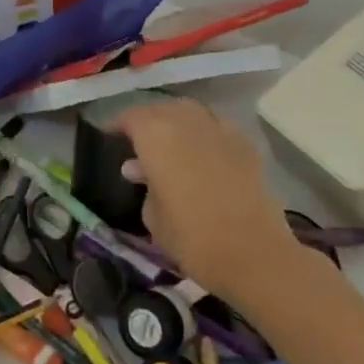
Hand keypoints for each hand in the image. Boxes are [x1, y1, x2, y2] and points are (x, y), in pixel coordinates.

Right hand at [113, 97, 301, 302]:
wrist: (254, 254)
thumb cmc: (191, 237)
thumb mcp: (153, 217)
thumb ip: (144, 185)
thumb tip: (138, 168)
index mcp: (156, 135)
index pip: (131, 117)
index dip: (118, 125)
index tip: (109, 136)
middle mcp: (186, 122)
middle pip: (161, 109)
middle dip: (147, 120)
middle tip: (138, 140)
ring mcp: (220, 130)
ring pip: (191, 112)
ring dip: (176, 121)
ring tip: (170, 141)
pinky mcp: (245, 146)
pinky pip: (217, 127)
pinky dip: (205, 132)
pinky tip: (203, 151)